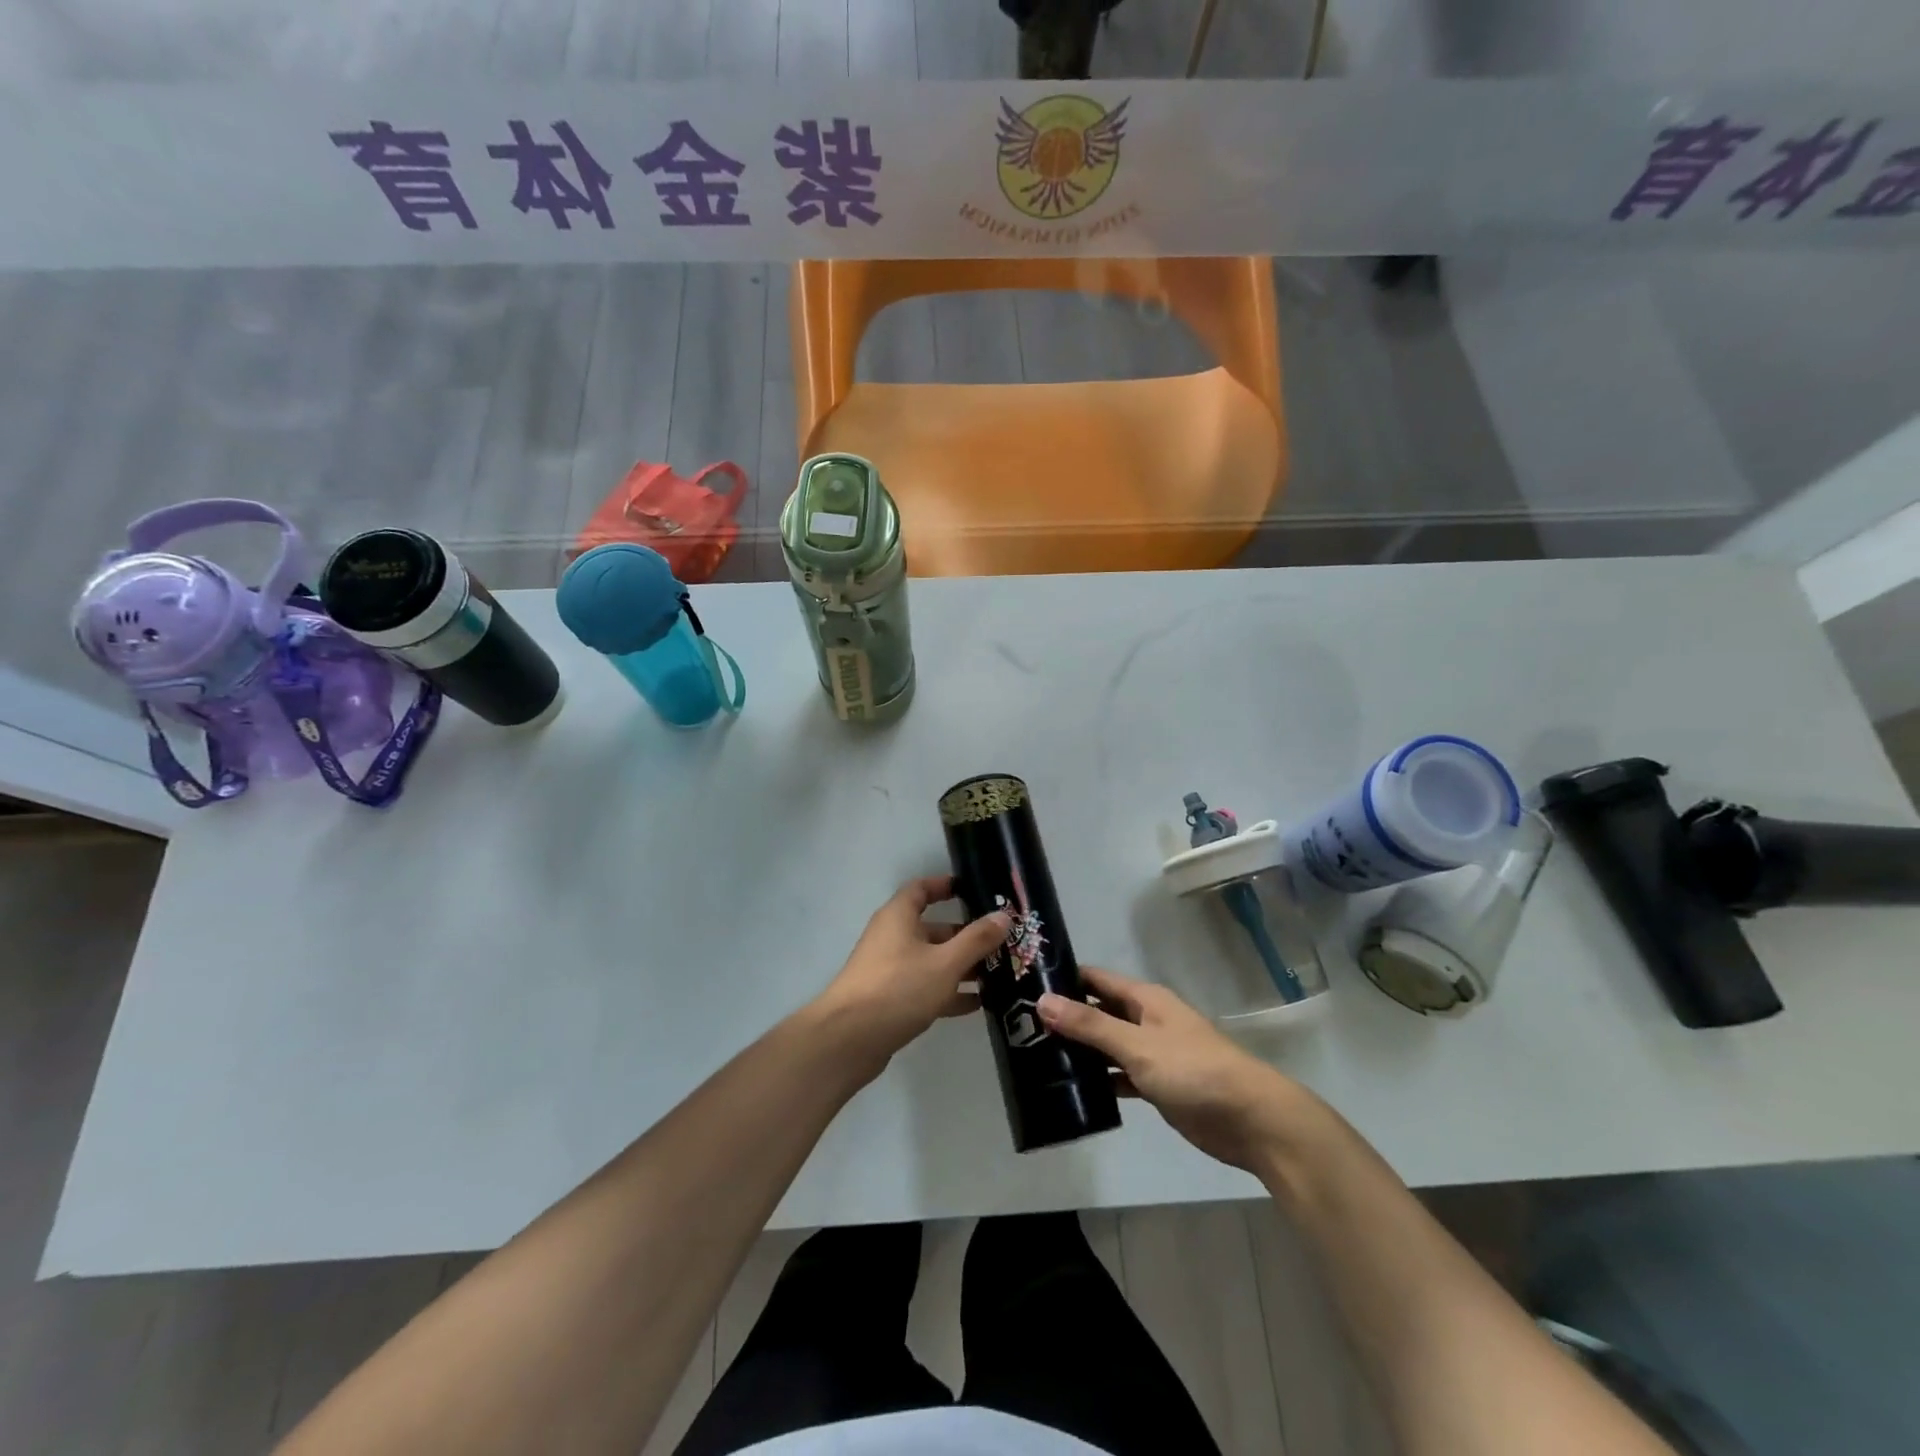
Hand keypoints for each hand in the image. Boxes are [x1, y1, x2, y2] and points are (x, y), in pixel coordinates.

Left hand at [813, 876, 1008, 1069]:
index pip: (921, 889)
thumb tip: (1003, 916)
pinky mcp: (891, 1000)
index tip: (973, 890)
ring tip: (998, 974)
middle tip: (1001, 942)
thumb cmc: (898, 988)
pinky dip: (949, 992)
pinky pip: (926, 987)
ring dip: (961, 967)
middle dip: (966, 935)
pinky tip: (978, 1004)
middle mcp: (892, 938)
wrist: (848, 1040)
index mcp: (898, 917)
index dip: (945, 886)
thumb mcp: (945, 962)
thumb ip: (976, 940)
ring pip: (932, 961)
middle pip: (933, 928)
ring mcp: (890, 970)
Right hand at [1039, 968, 1316, 1172]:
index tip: (1024, 984)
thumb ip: (1090, 1025)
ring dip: (1080, 1049)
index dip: (1063, 979)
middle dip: (1065, 1016)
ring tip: (1035, 1056)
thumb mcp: (1137, 1046)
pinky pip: (1119, 1074)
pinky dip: (1099, 1079)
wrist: (1252, 1122)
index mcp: (1144, 999)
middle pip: (1099, 1010)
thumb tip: (1042, 1001)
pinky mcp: (1157, 1085)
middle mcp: (1146, 1019)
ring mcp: (1152, 1053)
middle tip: (1020, 1025)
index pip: (1095, 979)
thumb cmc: (1194, 1071)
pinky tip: (1072, 1088)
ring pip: (1107, 1044)